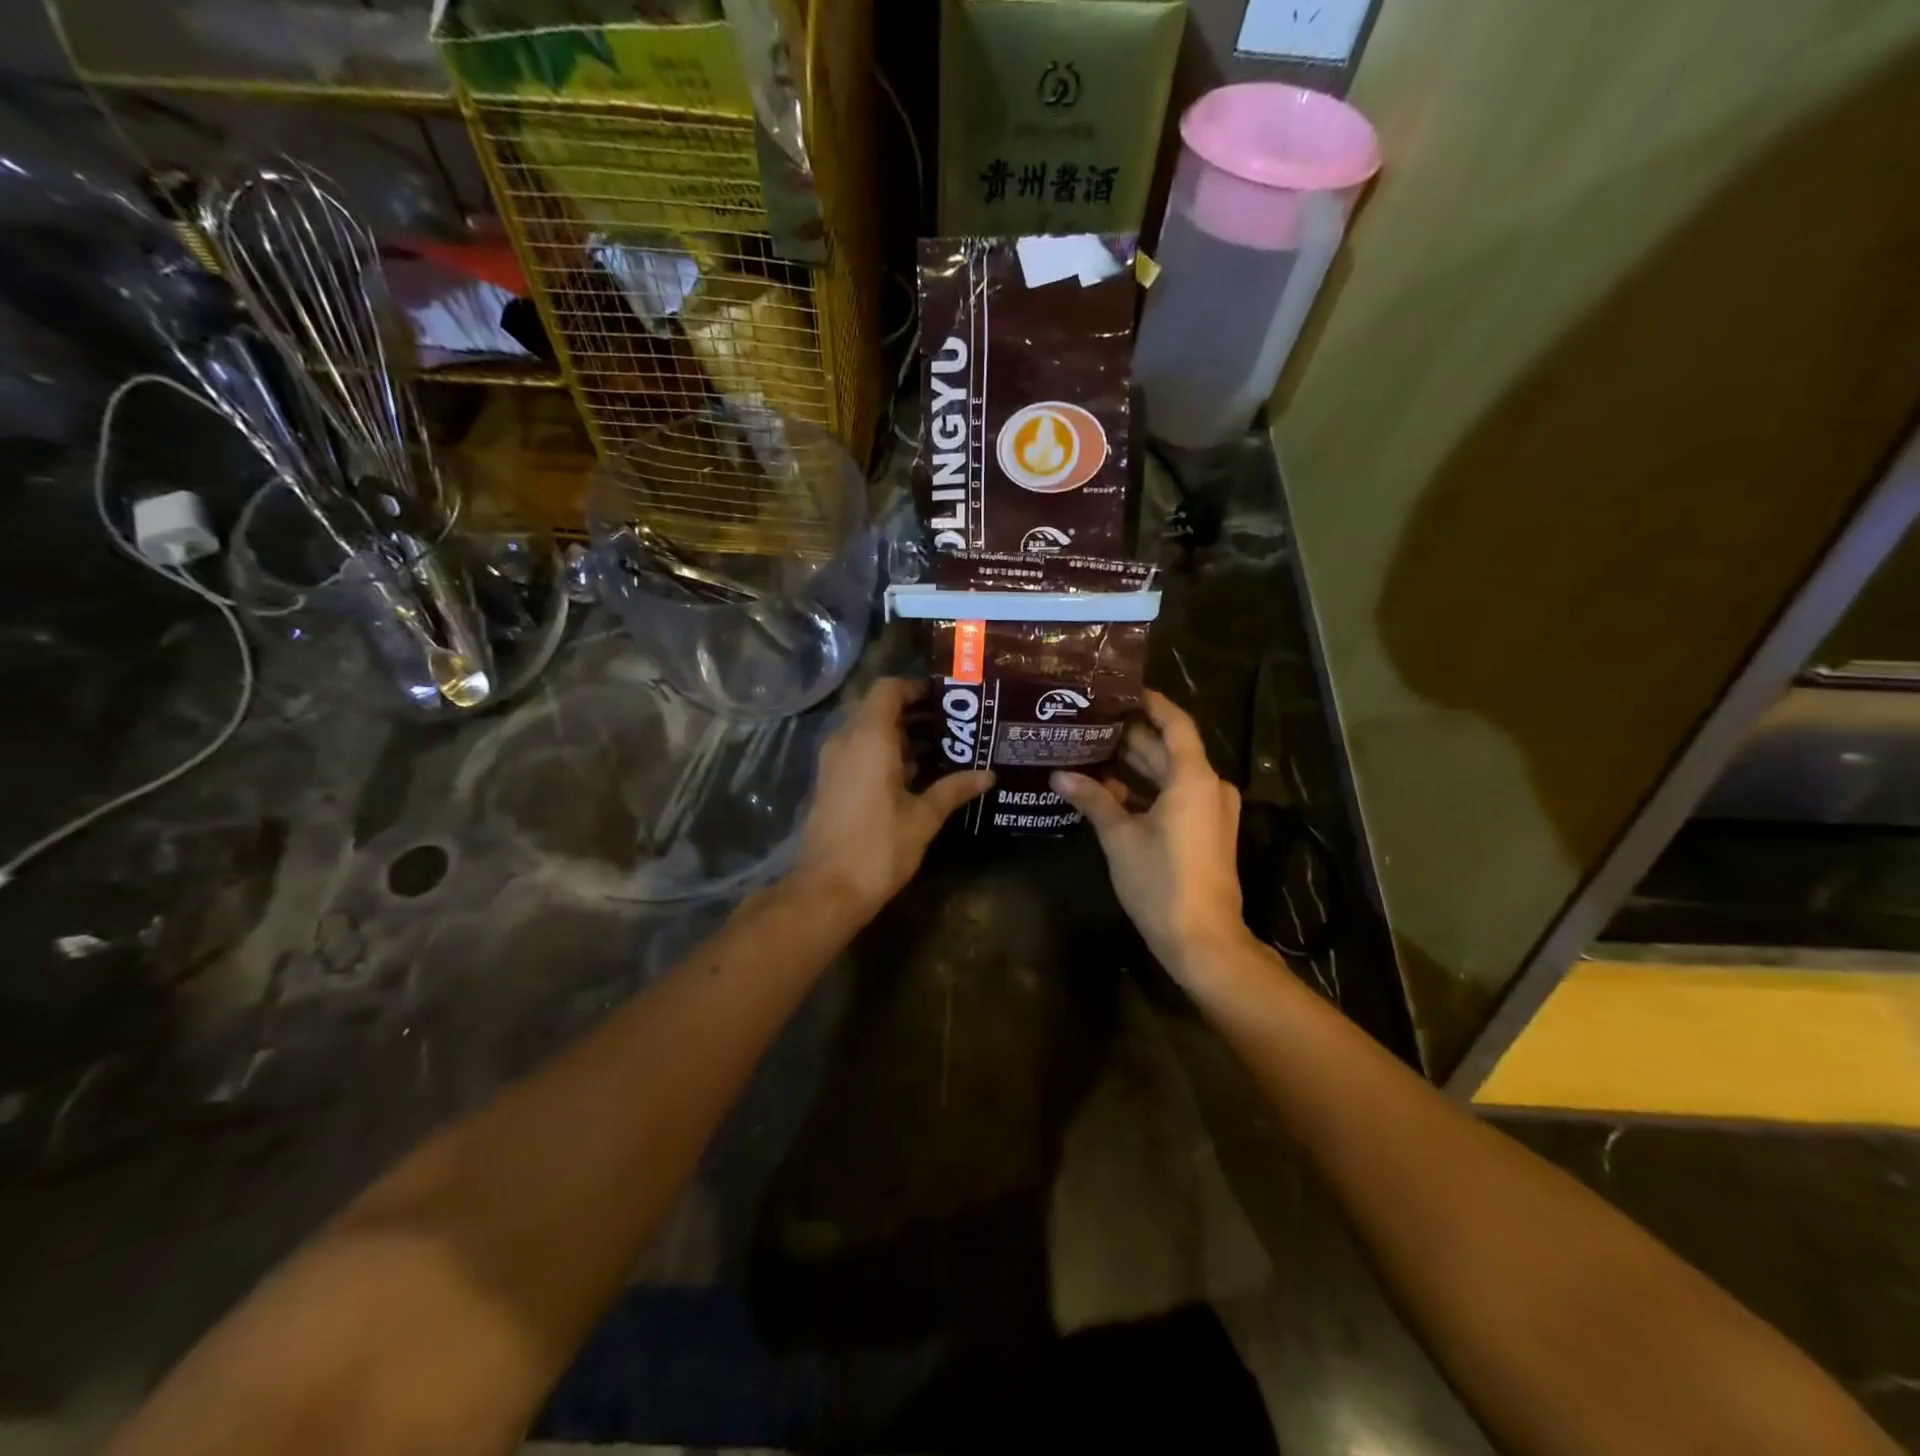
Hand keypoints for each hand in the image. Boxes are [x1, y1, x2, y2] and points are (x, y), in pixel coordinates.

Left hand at [792, 678, 993, 918]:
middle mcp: (846, 741)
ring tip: (942, 749)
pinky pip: (859, 753)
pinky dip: (885, 754)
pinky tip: (916, 776)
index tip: (946, 700)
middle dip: (915, 713)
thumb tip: (988, 775)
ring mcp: (834, 763)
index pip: (888, 689)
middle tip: (953, 726)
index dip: (915, 688)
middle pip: (878, 709)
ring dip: (901, 736)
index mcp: (869, 738)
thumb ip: (954, 789)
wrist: (827, 889)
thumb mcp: (923, 817)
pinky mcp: (831, 783)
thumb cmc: (879, 847)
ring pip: (868, 732)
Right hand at [1052, 691, 1252, 986]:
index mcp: (1194, 778)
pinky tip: (1112, 790)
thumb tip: (1059, 775)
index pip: (1175, 723)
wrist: (1203, 940)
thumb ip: (1093, 800)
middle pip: (1170, 748)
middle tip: (1092, 721)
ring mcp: (1211, 811)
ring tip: (1094, 750)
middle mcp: (1209, 787)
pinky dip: (1148, 790)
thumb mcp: (1120, 837)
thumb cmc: (1161, 881)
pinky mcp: (1206, 832)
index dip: (1151, 702)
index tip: (1120, 689)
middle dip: (1133, 735)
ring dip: (1137, 765)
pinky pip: (1177, 796)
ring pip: (1171, 774)